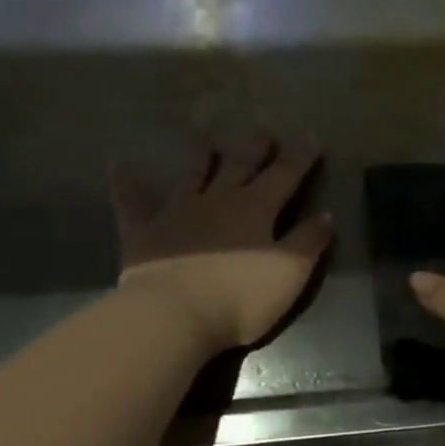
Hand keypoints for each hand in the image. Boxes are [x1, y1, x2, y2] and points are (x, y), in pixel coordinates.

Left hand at [112, 134, 332, 351]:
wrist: (175, 314)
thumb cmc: (241, 297)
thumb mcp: (290, 273)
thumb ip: (308, 242)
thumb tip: (325, 215)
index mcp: (255, 209)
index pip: (284, 176)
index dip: (300, 158)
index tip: (311, 138)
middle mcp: (217, 201)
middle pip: (239, 167)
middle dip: (254, 149)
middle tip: (262, 131)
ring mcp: (176, 213)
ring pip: (192, 177)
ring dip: (201, 159)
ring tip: (207, 141)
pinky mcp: (143, 232)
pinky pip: (132, 202)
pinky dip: (126, 184)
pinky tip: (118, 166)